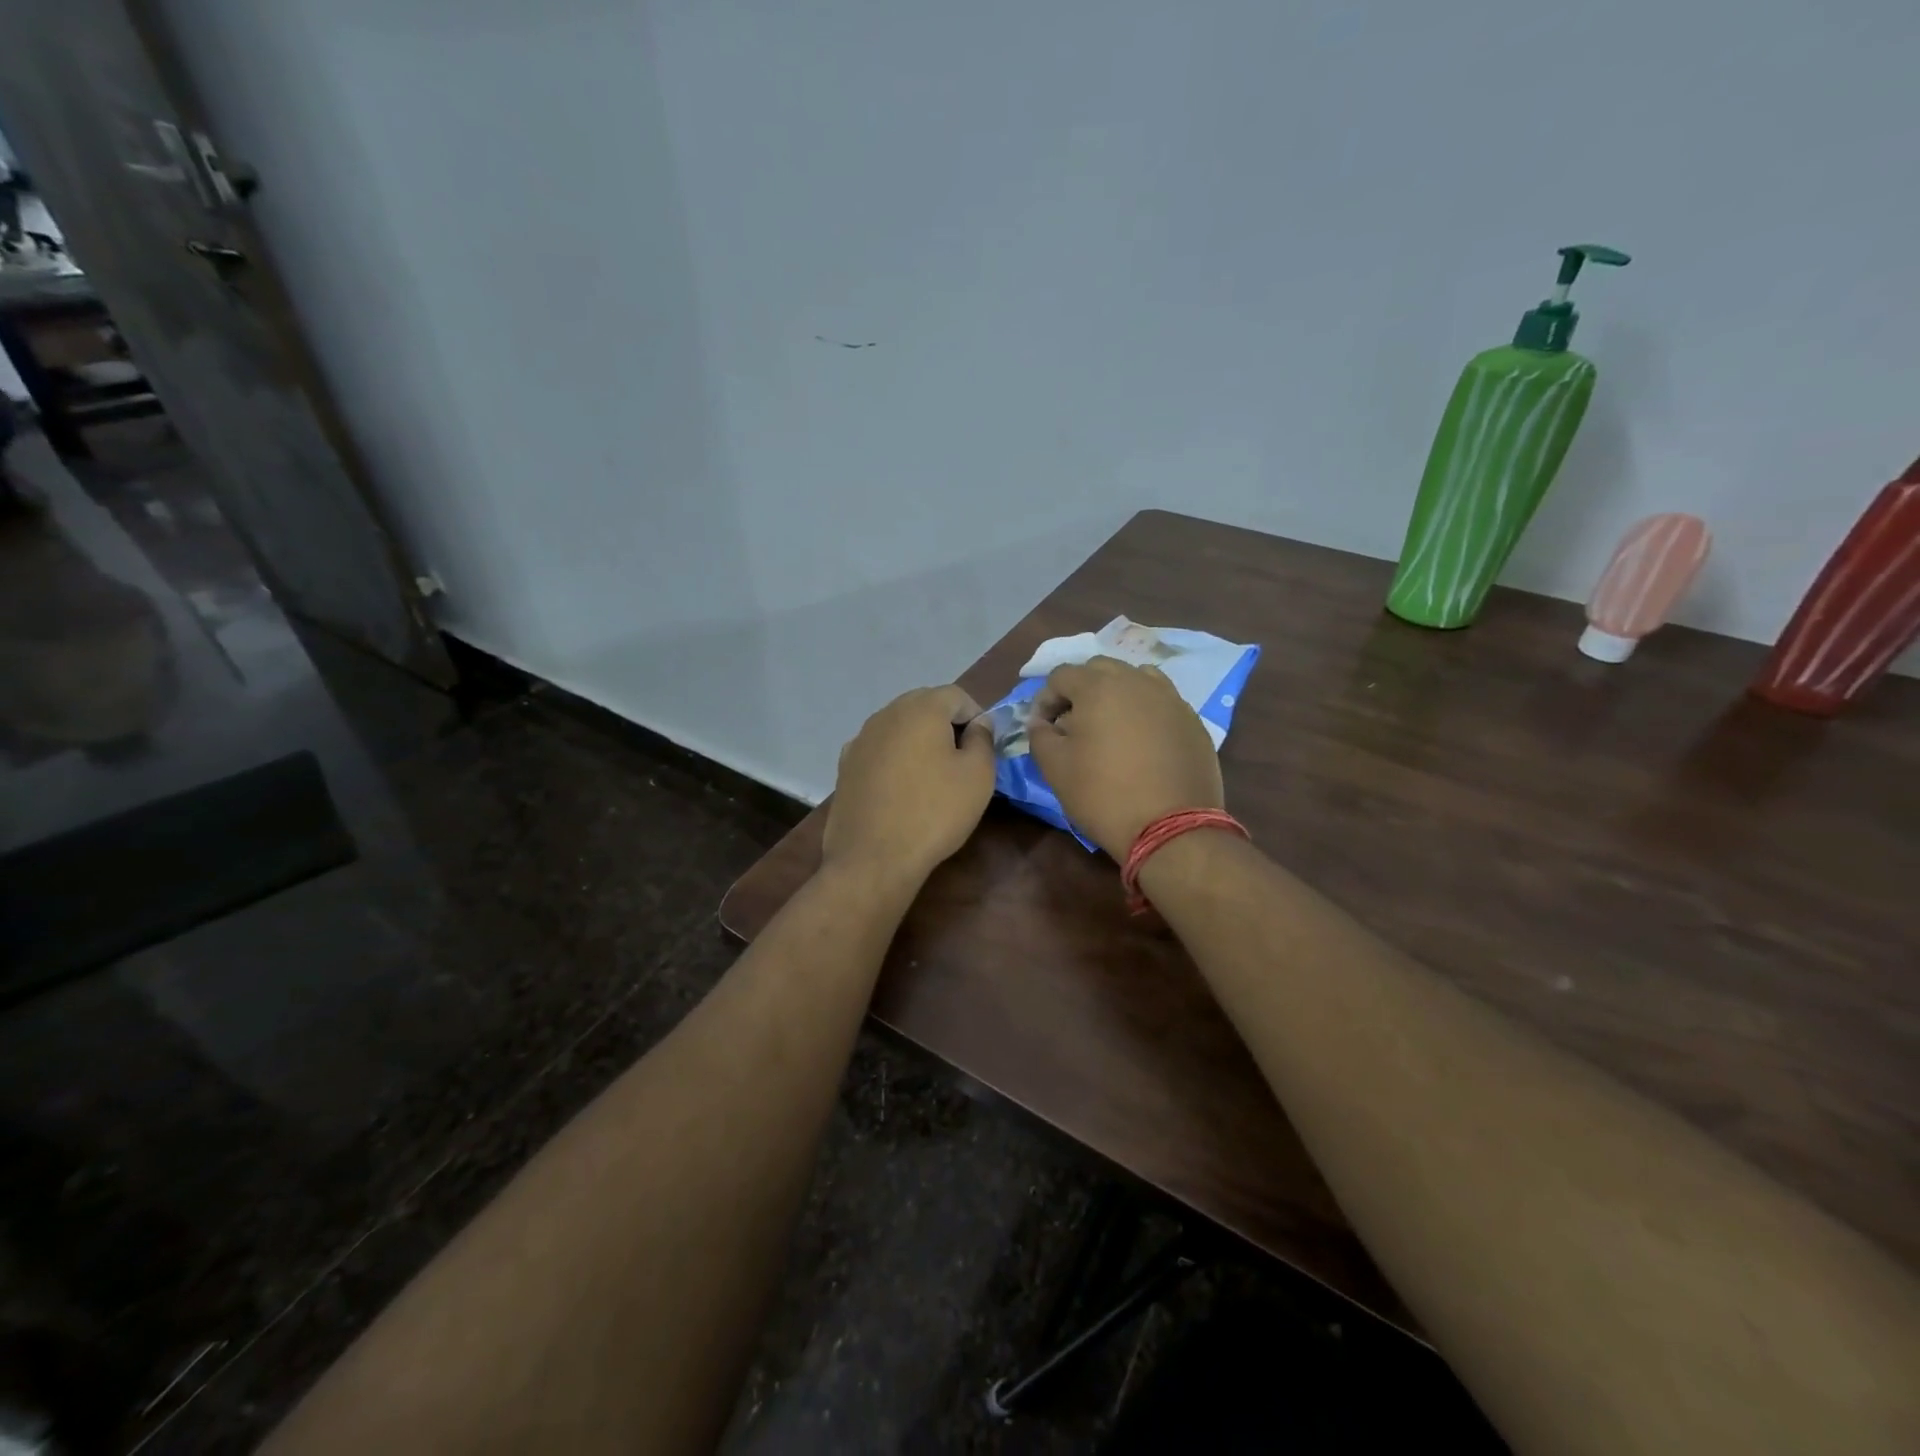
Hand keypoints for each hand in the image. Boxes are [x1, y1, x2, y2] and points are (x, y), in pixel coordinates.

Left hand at [822, 684, 996, 887]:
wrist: (873, 858)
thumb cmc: (934, 812)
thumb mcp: (978, 776)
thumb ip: (983, 739)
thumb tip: (978, 723)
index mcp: (921, 709)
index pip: (957, 696)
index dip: (977, 717)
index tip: (984, 748)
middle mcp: (886, 714)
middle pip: (925, 705)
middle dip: (947, 725)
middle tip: (961, 760)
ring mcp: (861, 739)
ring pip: (899, 727)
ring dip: (919, 741)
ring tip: (932, 776)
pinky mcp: (846, 765)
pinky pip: (879, 749)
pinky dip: (895, 759)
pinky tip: (901, 788)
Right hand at [1026, 658, 1222, 858]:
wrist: (1171, 827)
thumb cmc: (1103, 794)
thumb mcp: (1055, 768)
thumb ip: (1040, 736)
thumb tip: (1041, 722)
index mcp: (1098, 686)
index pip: (1061, 675)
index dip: (1045, 699)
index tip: (1044, 728)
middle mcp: (1136, 681)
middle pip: (1100, 669)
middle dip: (1081, 690)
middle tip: (1074, 724)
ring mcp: (1170, 698)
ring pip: (1136, 679)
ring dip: (1116, 694)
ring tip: (1111, 727)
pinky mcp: (1192, 720)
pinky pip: (1162, 702)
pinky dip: (1145, 711)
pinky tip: (1142, 742)